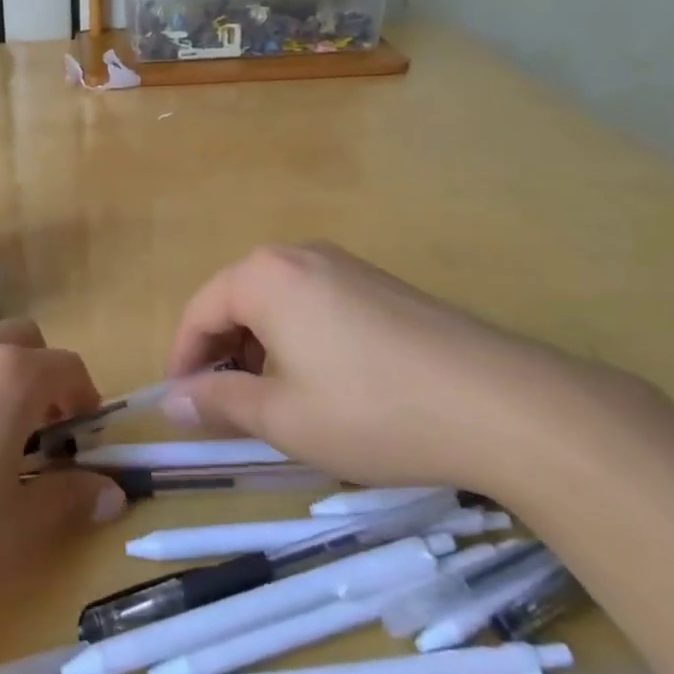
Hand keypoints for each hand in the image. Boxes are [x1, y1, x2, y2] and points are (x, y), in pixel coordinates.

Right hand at [161, 242, 604, 497]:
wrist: (501, 404)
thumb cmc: (372, 410)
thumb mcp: (283, 417)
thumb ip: (219, 402)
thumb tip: (173, 400)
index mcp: (265, 276)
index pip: (199, 312)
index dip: (183, 360)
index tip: (183, 406)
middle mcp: (299, 256)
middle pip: (237, 301)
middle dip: (221, 354)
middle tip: (224, 408)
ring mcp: (346, 266)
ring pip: (277, 304)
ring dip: (259, 349)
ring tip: (272, 401)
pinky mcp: (381, 285)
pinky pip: (316, 305)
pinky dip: (298, 340)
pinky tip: (322, 384)